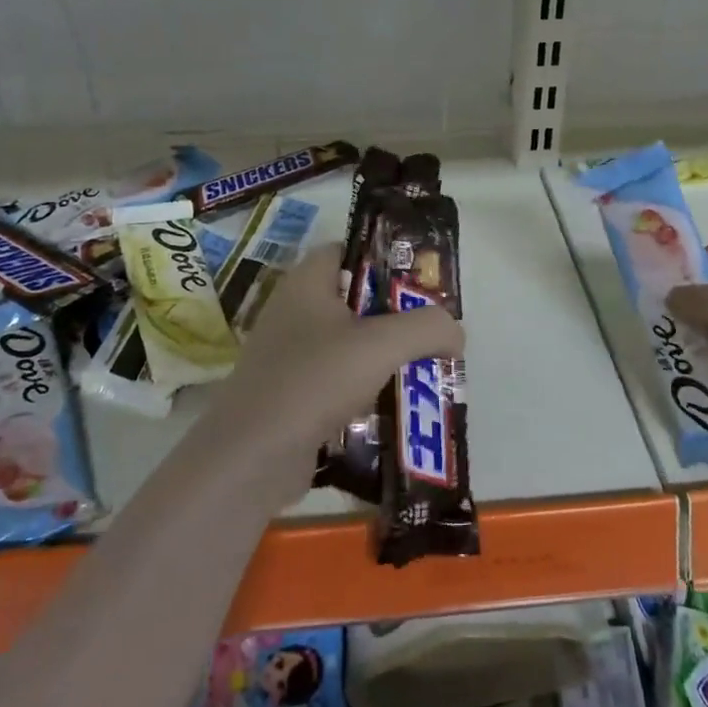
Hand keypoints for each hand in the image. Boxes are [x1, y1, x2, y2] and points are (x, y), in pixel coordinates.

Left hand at [201, 245, 464, 495]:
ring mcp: (287, 355)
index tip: (420, 281)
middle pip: (353, 299)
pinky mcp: (289, 394)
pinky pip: (335, 380)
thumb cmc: (315, 380)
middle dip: (394, 315)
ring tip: (421, 369)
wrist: (252, 456)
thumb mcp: (382, 344)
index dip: (384, 258)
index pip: (346, 250)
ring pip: (346, 344)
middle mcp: (293, 311)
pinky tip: (391, 406)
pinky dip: (362, 389)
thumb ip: (428, 327)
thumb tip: (456, 333)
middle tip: (431, 330)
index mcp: (307, 282)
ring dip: (382, 357)